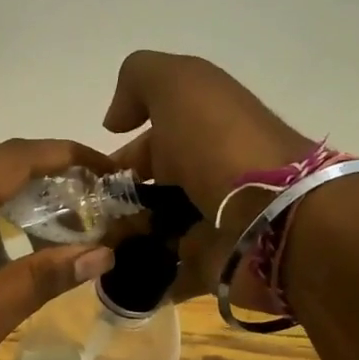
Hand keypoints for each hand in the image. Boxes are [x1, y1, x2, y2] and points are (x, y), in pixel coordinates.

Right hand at [104, 52, 313, 301]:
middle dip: (111, 206)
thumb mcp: (179, 85)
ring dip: (121, 243)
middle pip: (146, 192)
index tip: (83, 183)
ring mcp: (210, 223)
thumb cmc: (221, 145)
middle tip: (83, 224)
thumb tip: (114, 121)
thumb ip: (139, 80)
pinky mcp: (211, 264)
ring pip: (152, 234)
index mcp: (199, 131)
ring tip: (91, 255)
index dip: (112, 160)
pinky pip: (169, 274)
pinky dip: (143, 278)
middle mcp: (204, 174)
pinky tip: (114, 279)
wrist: (275, 216)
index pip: (146, 144)